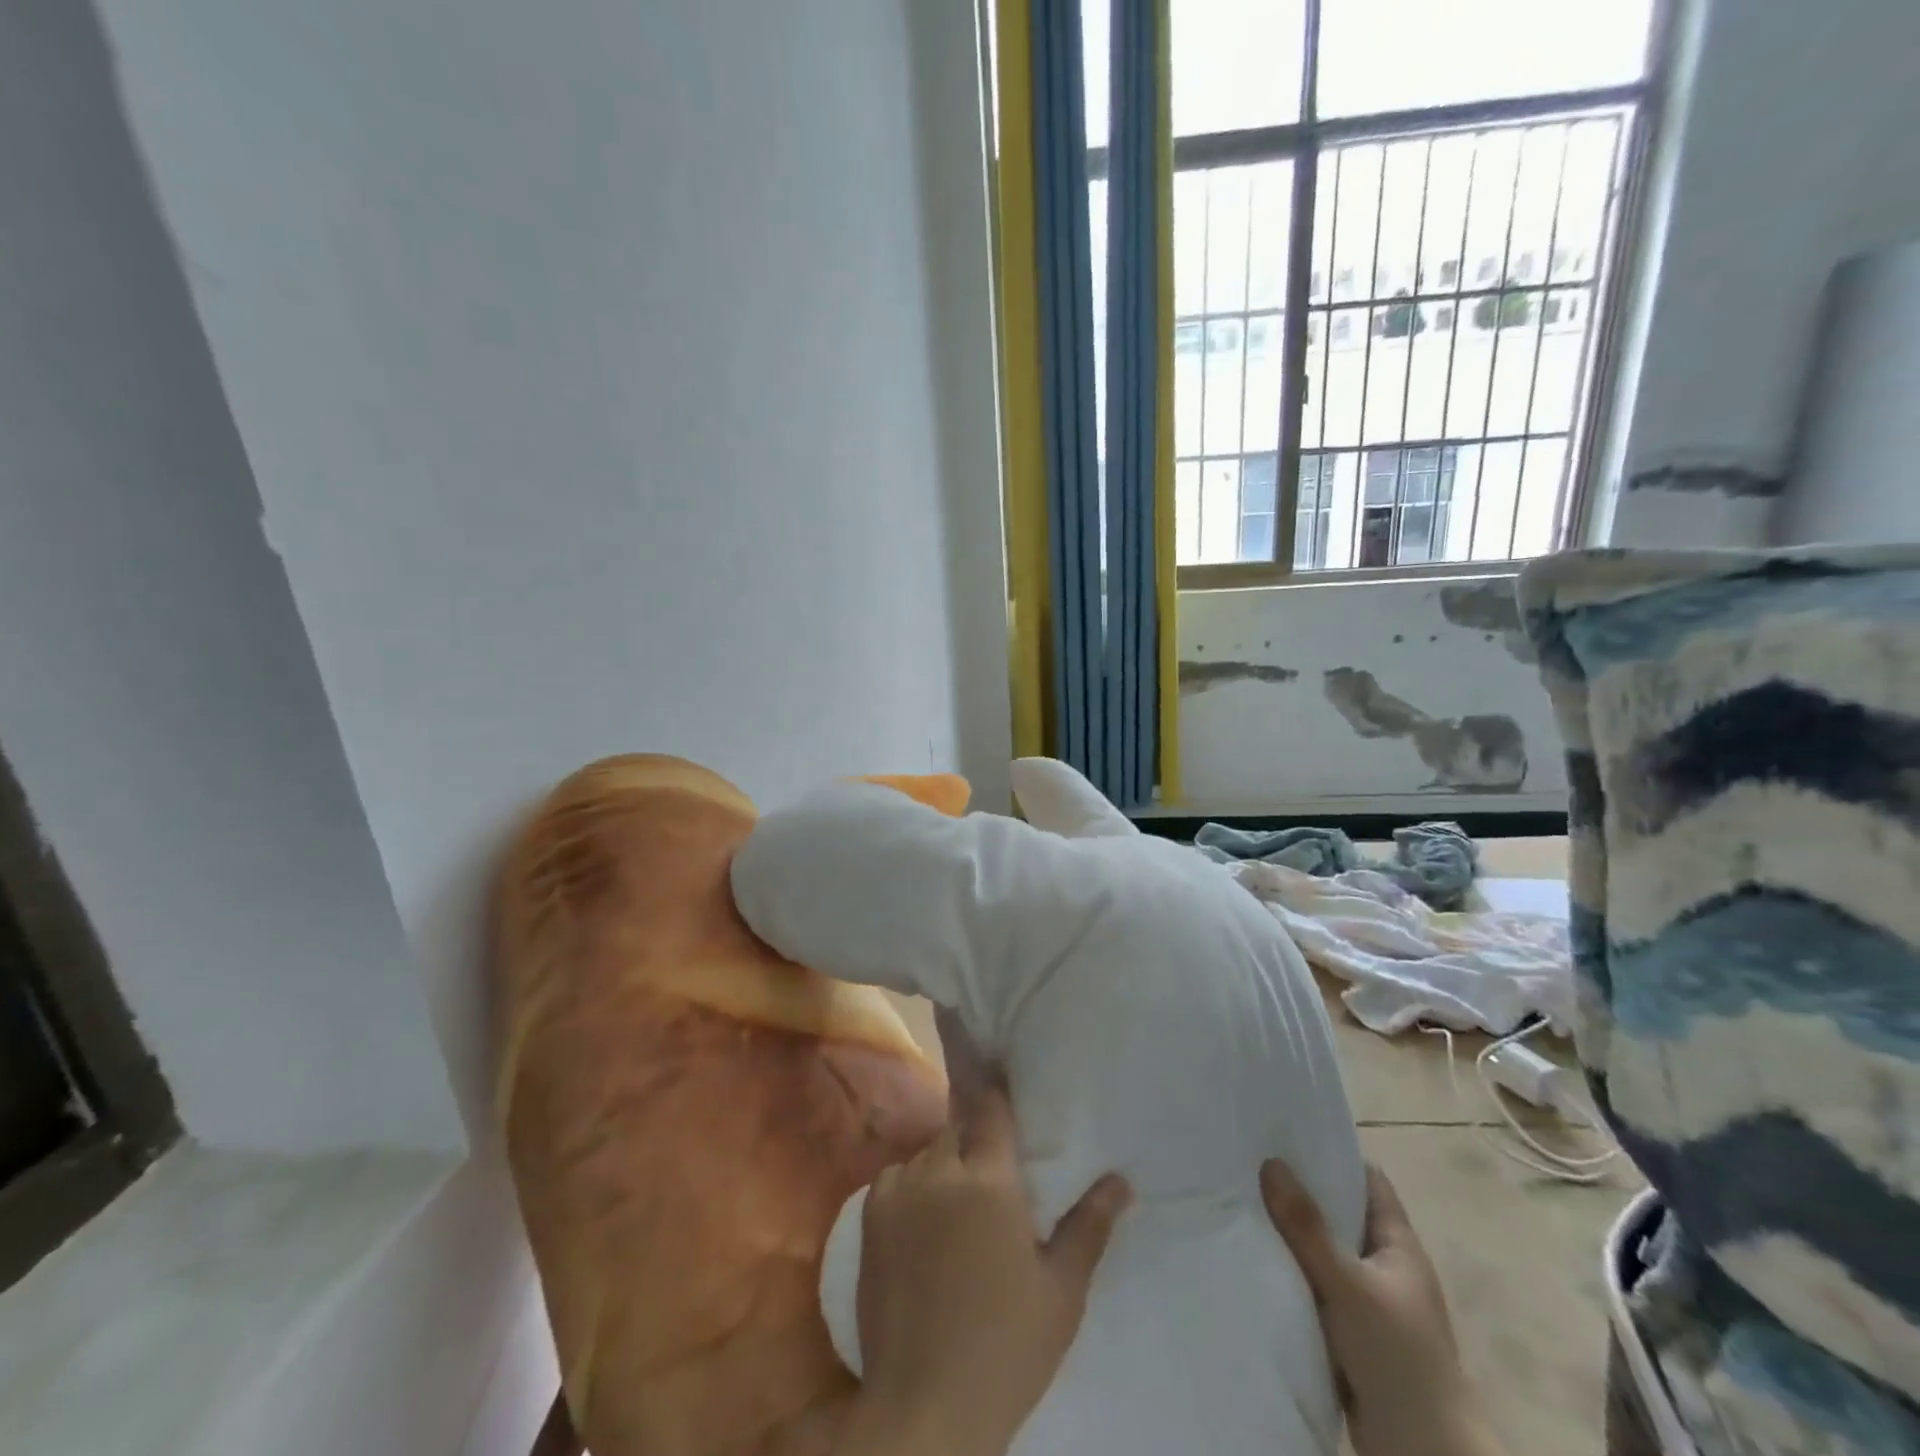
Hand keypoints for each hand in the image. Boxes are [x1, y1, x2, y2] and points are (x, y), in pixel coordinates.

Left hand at [844, 1084, 1132, 1455]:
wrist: (925, 1404)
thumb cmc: (1007, 1346)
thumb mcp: (1061, 1290)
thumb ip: (1089, 1226)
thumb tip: (1121, 1181)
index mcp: (989, 1177)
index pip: (991, 1105)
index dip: (998, 1089)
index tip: (1005, 1081)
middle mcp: (940, 1168)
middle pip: (959, 1125)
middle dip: (976, 1135)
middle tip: (992, 1166)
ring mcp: (899, 1188)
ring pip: (928, 1151)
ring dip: (945, 1162)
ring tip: (959, 1201)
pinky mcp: (870, 1214)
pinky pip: (897, 1175)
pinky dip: (913, 1184)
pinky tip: (924, 1221)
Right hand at [1261, 1159, 1503, 1455]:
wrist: (1423, 1455)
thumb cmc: (1397, 1357)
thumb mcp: (1348, 1284)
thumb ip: (1307, 1227)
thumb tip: (1270, 1162)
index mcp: (1399, 1245)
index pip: (1367, 1180)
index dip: (1333, 1153)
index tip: (1287, 1132)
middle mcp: (1386, 1267)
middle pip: (1341, 1213)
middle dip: (1301, 1191)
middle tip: (1251, 1162)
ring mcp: (1370, 1302)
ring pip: (1324, 1252)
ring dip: (1293, 1235)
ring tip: (1243, 1201)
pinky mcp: (1352, 1334)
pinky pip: (1316, 1287)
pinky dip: (1292, 1273)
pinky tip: (1257, 1259)